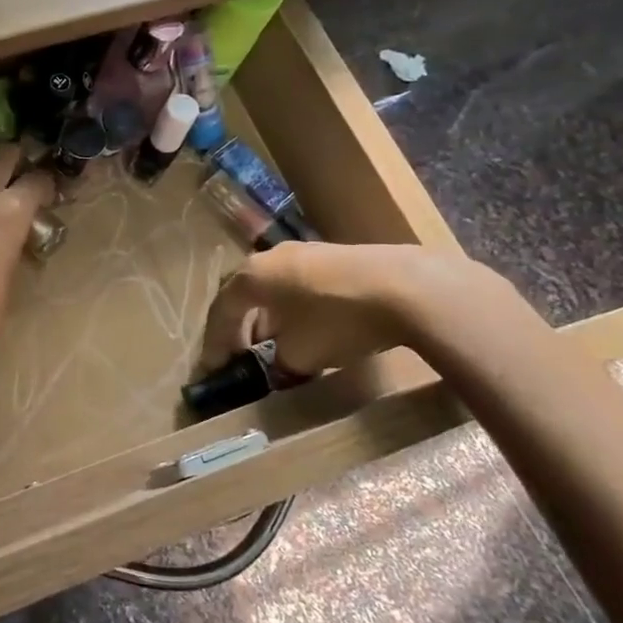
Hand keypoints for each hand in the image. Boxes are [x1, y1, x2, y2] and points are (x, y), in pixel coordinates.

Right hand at [200, 241, 495, 375]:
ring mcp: (304, 252)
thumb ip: (279, 362)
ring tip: (275, 348)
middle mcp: (270, 257)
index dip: (215, 344)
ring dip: (269, 320)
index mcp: (251, 276)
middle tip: (240, 357)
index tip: (214, 370)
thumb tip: (280, 365)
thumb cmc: (339, 320)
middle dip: (240, 329)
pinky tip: (308, 331)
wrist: (408, 288)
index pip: (221, 312)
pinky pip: (299, 287)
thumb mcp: (301, 354)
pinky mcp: (334, 257)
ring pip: (274, 291)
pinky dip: (294, 310)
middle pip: (245, 297)